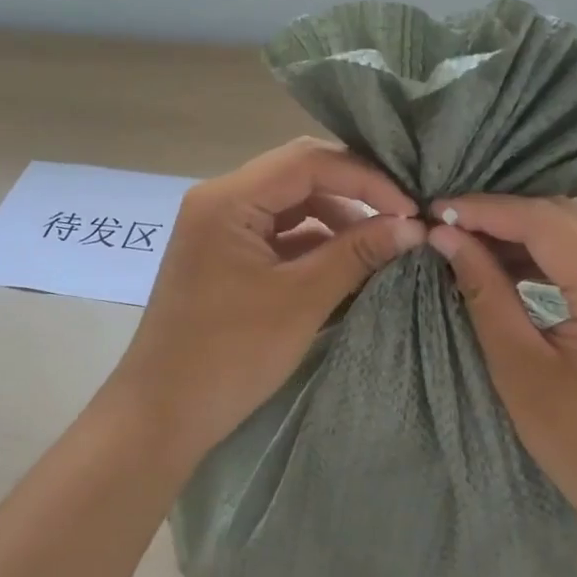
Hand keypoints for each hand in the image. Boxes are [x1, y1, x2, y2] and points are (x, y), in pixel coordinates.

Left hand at [108, 137, 425, 472]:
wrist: (162, 416)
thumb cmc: (228, 355)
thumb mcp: (301, 300)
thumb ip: (357, 253)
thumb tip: (414, 227)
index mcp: (227, 199)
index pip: (308, 161)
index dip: (366, 177)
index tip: (410, 209)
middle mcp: (220, 201)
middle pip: (300, 176)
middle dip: (355, 194)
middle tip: (403, 219)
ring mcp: (220, 229)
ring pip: (292, 206)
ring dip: (339, 221)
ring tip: (383, 245)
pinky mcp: (226, 258)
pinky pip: (280, 235)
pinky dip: (316, 245)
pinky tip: (351, 263)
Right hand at [428, 197, 576, 546]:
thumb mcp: (521, 370)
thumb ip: (485, 292)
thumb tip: (446, 235)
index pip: (546, 222)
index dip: (488, 210)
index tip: (438, 209)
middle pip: (570, 217)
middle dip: (506, 217)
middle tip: (452, 227)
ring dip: (533, 232)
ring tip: (477, 244)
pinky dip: (561, 252)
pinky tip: (521, 264)